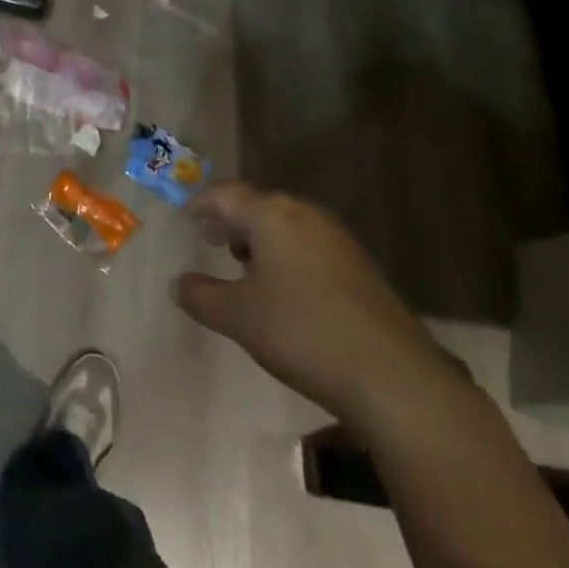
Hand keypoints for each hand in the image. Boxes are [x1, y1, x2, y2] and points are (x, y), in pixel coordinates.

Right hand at [173, 181, 456, 428]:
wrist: (391, 374)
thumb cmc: (301, 332)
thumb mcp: (239, 317)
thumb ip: (202, 296)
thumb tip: (177, 284)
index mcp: (271, 214)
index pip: (227, 193)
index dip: (202, 203)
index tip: (186, 217)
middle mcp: (304, 213)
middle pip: (258, 204)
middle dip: (232, 220)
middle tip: (212, 240)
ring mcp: (336, 237)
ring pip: (286, 224)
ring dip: (261, 238)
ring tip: (245, 265)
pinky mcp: (358, 264)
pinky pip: (309, 243)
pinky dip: (287, 254)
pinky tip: (285, 289)